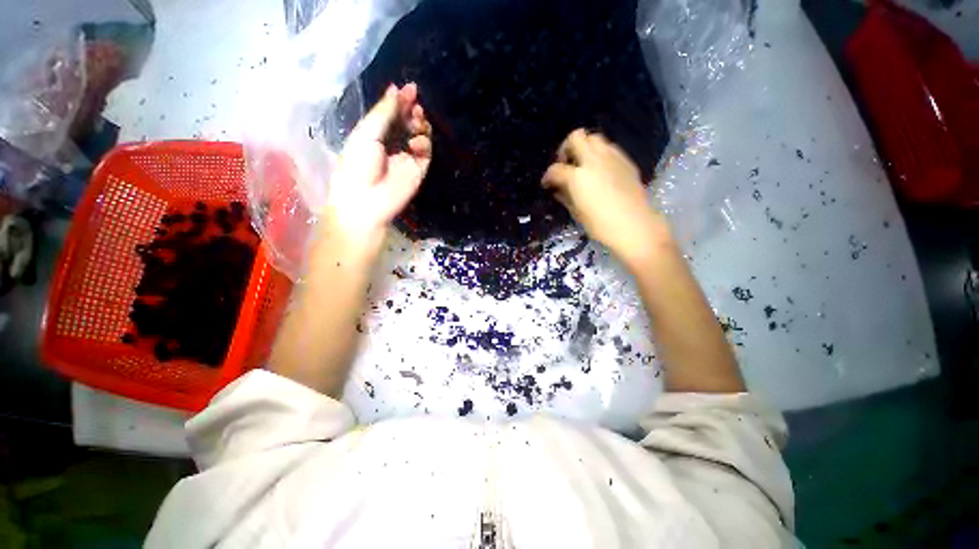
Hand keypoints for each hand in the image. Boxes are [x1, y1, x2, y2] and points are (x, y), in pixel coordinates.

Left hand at [324, 83, 431, 250]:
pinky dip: (424, 143)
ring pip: (419, 136)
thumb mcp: (366, 133)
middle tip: (415, 102)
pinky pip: (425, 153)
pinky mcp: (418, 171)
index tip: (409, 88)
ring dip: (420, 124)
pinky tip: (417, 142)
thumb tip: (395, 90)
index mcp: (373, 136)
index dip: (399, 102)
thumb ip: (384, 113)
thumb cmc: (357, 165)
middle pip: (406, 124)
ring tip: (418, 118)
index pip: (390, 115)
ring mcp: (406, 159)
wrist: (366, 201)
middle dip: (411, 110)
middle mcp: (391, 146)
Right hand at [542, 129, 668, 267]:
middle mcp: (594, 160)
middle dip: (566, 148)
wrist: (634, 225)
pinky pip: (609, 149)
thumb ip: (565, 196)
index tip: (547, 184)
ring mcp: (612, 157)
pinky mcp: (626, 161)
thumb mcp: (577, 212)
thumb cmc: (600, 224)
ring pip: (594, 138)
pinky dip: (600, 155)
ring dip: (584, 149)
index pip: (556, 169)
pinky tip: (600, 171)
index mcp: (578, 176)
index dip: (548, 176)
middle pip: (576, 137)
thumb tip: (558, 189)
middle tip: (565, 164)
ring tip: (583, 166)